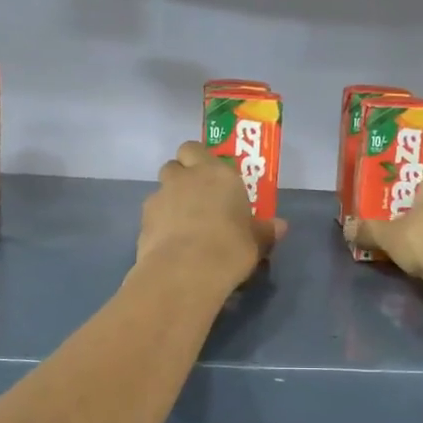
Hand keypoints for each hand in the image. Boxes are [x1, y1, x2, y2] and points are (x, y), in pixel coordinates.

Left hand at [137, 140, 286, 288]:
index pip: (198, 149)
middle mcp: (186, 177)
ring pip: (161, 188)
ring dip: (170, 199)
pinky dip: (159, 223)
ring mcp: (160, 196)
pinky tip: (171, 243)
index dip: (201, 161)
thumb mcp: (255, 243)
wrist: (185, 272)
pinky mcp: (143, 220)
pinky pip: (152, 214)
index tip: (212, 179)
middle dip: (182, 175)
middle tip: (197, 197)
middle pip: (175, 163)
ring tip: (183, 224)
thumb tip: (279, 226)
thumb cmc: (230, 248)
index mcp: (217, 173)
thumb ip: (264, 231)